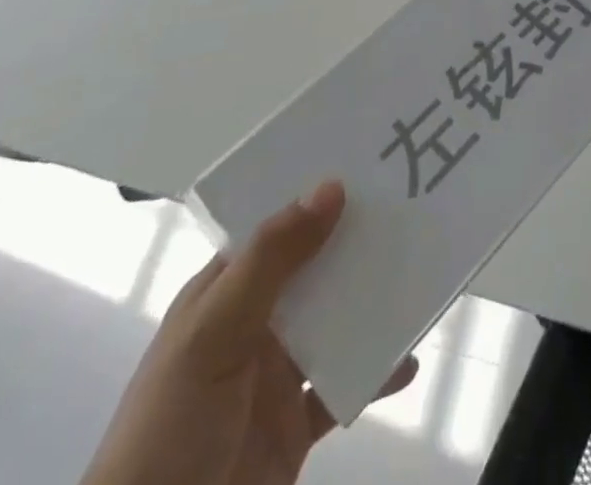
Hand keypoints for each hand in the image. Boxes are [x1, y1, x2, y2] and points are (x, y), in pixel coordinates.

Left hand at [82, 180, 416, 484]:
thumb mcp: (211, 336)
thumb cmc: (168, 430)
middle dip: (357, 241)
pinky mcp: (294, 427)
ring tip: (422, 269)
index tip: (369, 161)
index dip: (315, 195)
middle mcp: (251, 327)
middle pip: (314, 269)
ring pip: (335, 323)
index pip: (274, 229)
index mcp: (222, 296)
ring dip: (373, 302)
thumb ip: (270, 261)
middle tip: (412, 202)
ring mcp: (273, 379)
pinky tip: (409, 359)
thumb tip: (332, 186)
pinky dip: (378, 372)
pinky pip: (346, 387)